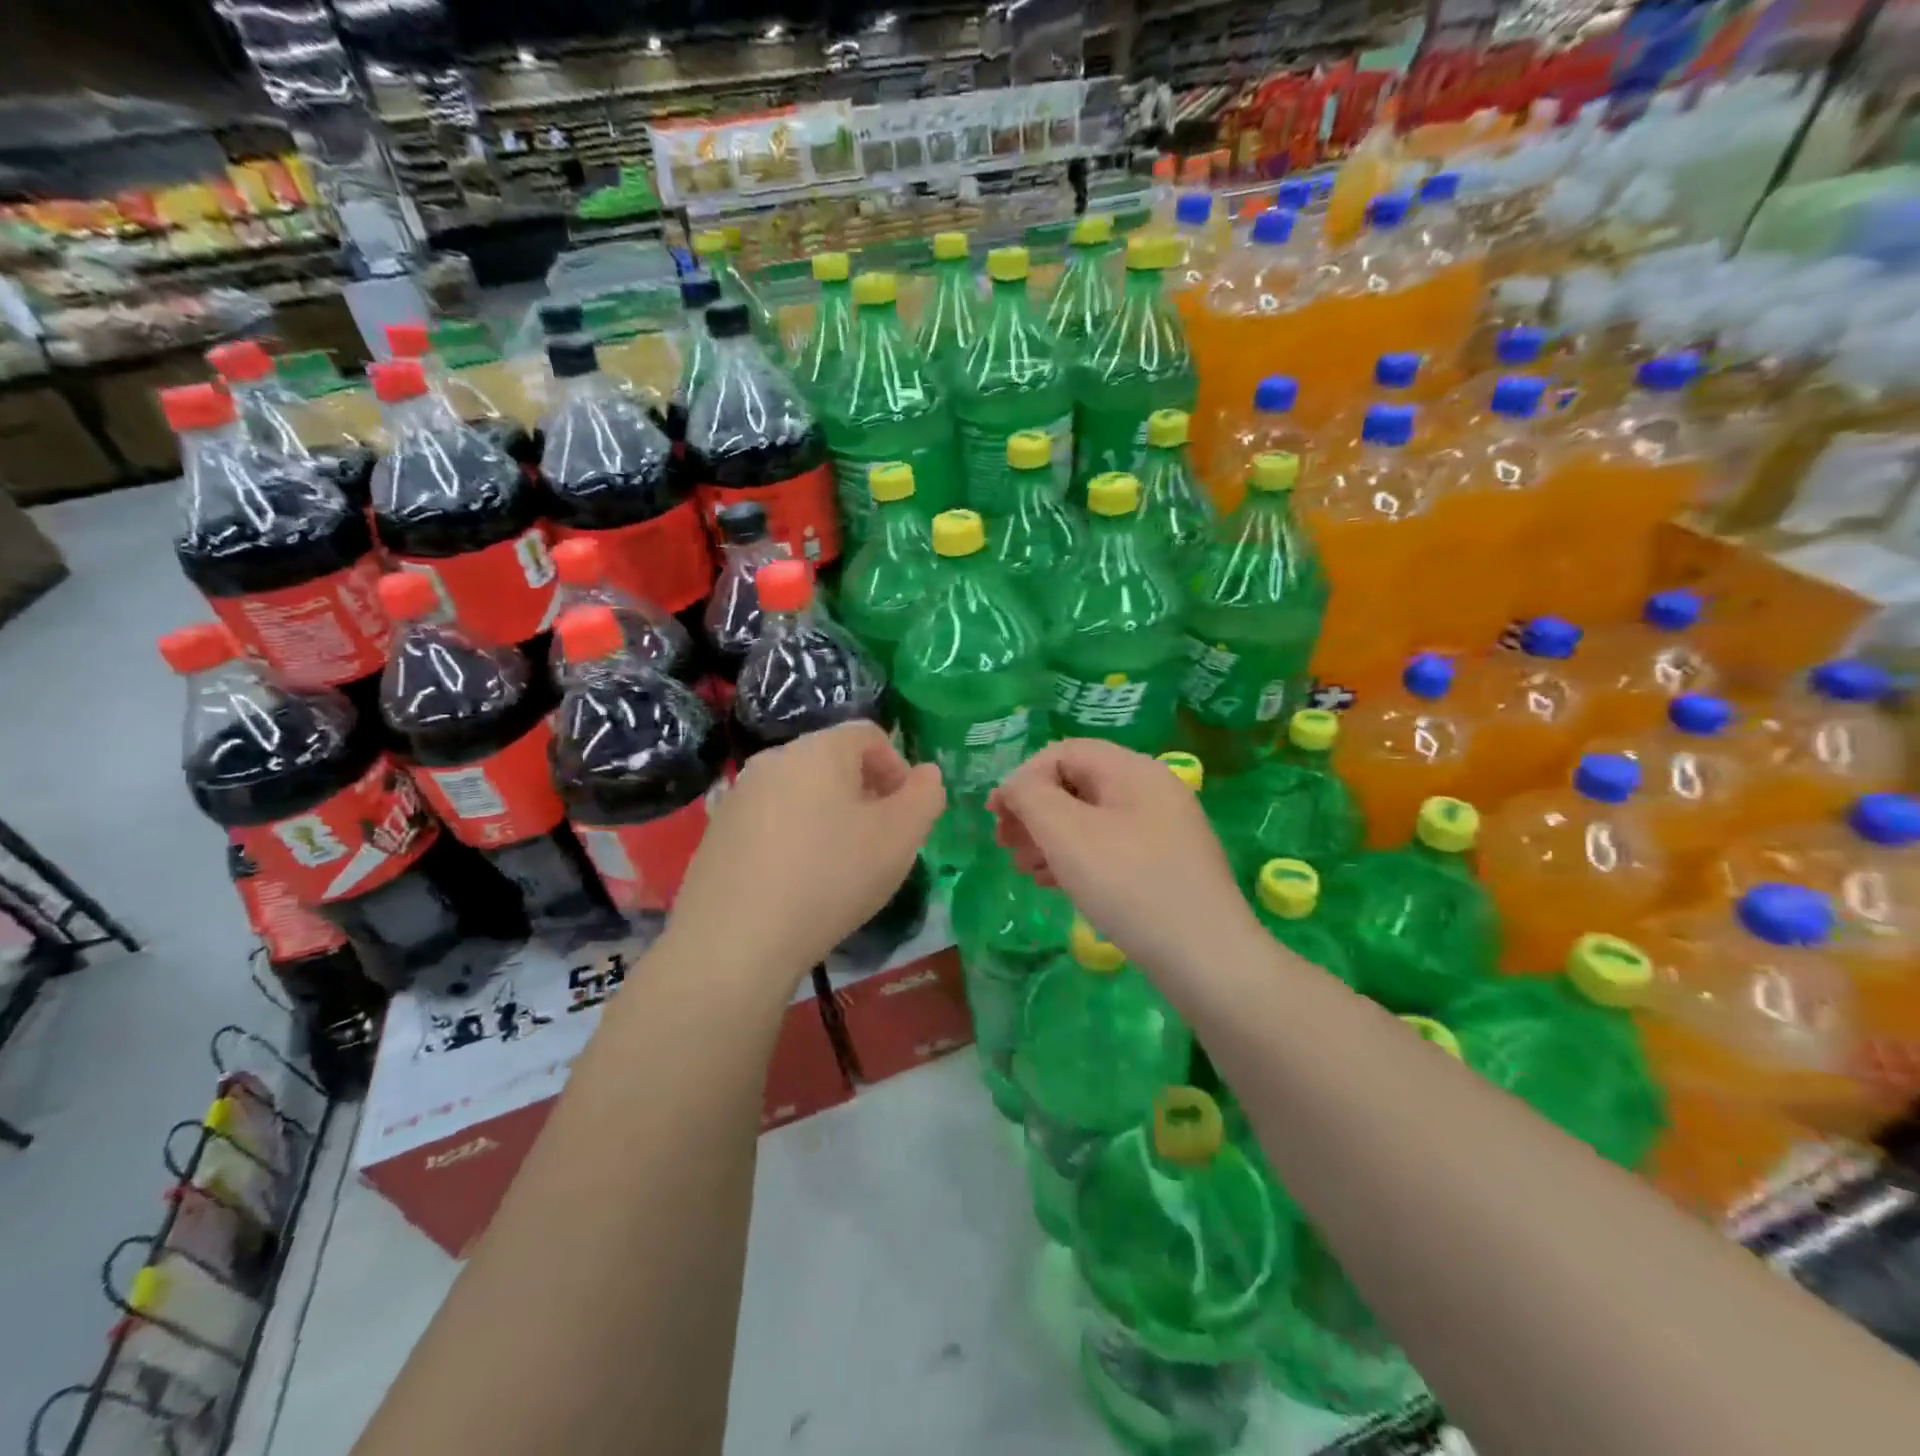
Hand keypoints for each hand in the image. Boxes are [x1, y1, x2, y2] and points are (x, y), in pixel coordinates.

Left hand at [666, 722, 944, 987]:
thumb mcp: (900, 838)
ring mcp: (739, 795)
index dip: (898, 769)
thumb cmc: (830, 877)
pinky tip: (798, 883)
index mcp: (819, 748)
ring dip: (829, 817)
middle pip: (833, 762)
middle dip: (864, 794)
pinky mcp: (718, 832)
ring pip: (801, 793)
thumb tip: (926, 774)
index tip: (905, 815)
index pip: (870, 735)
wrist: (735, 940)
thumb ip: (925, 796)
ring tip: (839, 867)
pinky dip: (794, 839)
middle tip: (877, 842)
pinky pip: (771, 821)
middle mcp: (774, 759)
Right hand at [989, 738, 1256, 981]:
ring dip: (1050, 838)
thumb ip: (1031, 797)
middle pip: (1077, 784)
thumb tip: (1015, 786)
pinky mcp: (1167, 864)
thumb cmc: (1129, 885)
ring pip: (1091, 818)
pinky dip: (1077, 858)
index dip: (1022, 778)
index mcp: (1133, 769)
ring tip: (1025, 870)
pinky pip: (1111, 846)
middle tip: (1005, 845)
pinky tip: (1056, 884)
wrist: (1207, 958)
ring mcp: (1164, 828)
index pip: (1063, 753)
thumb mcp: (1067, 834)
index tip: (995, 817)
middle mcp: (1152, 789)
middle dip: (1034, 811)